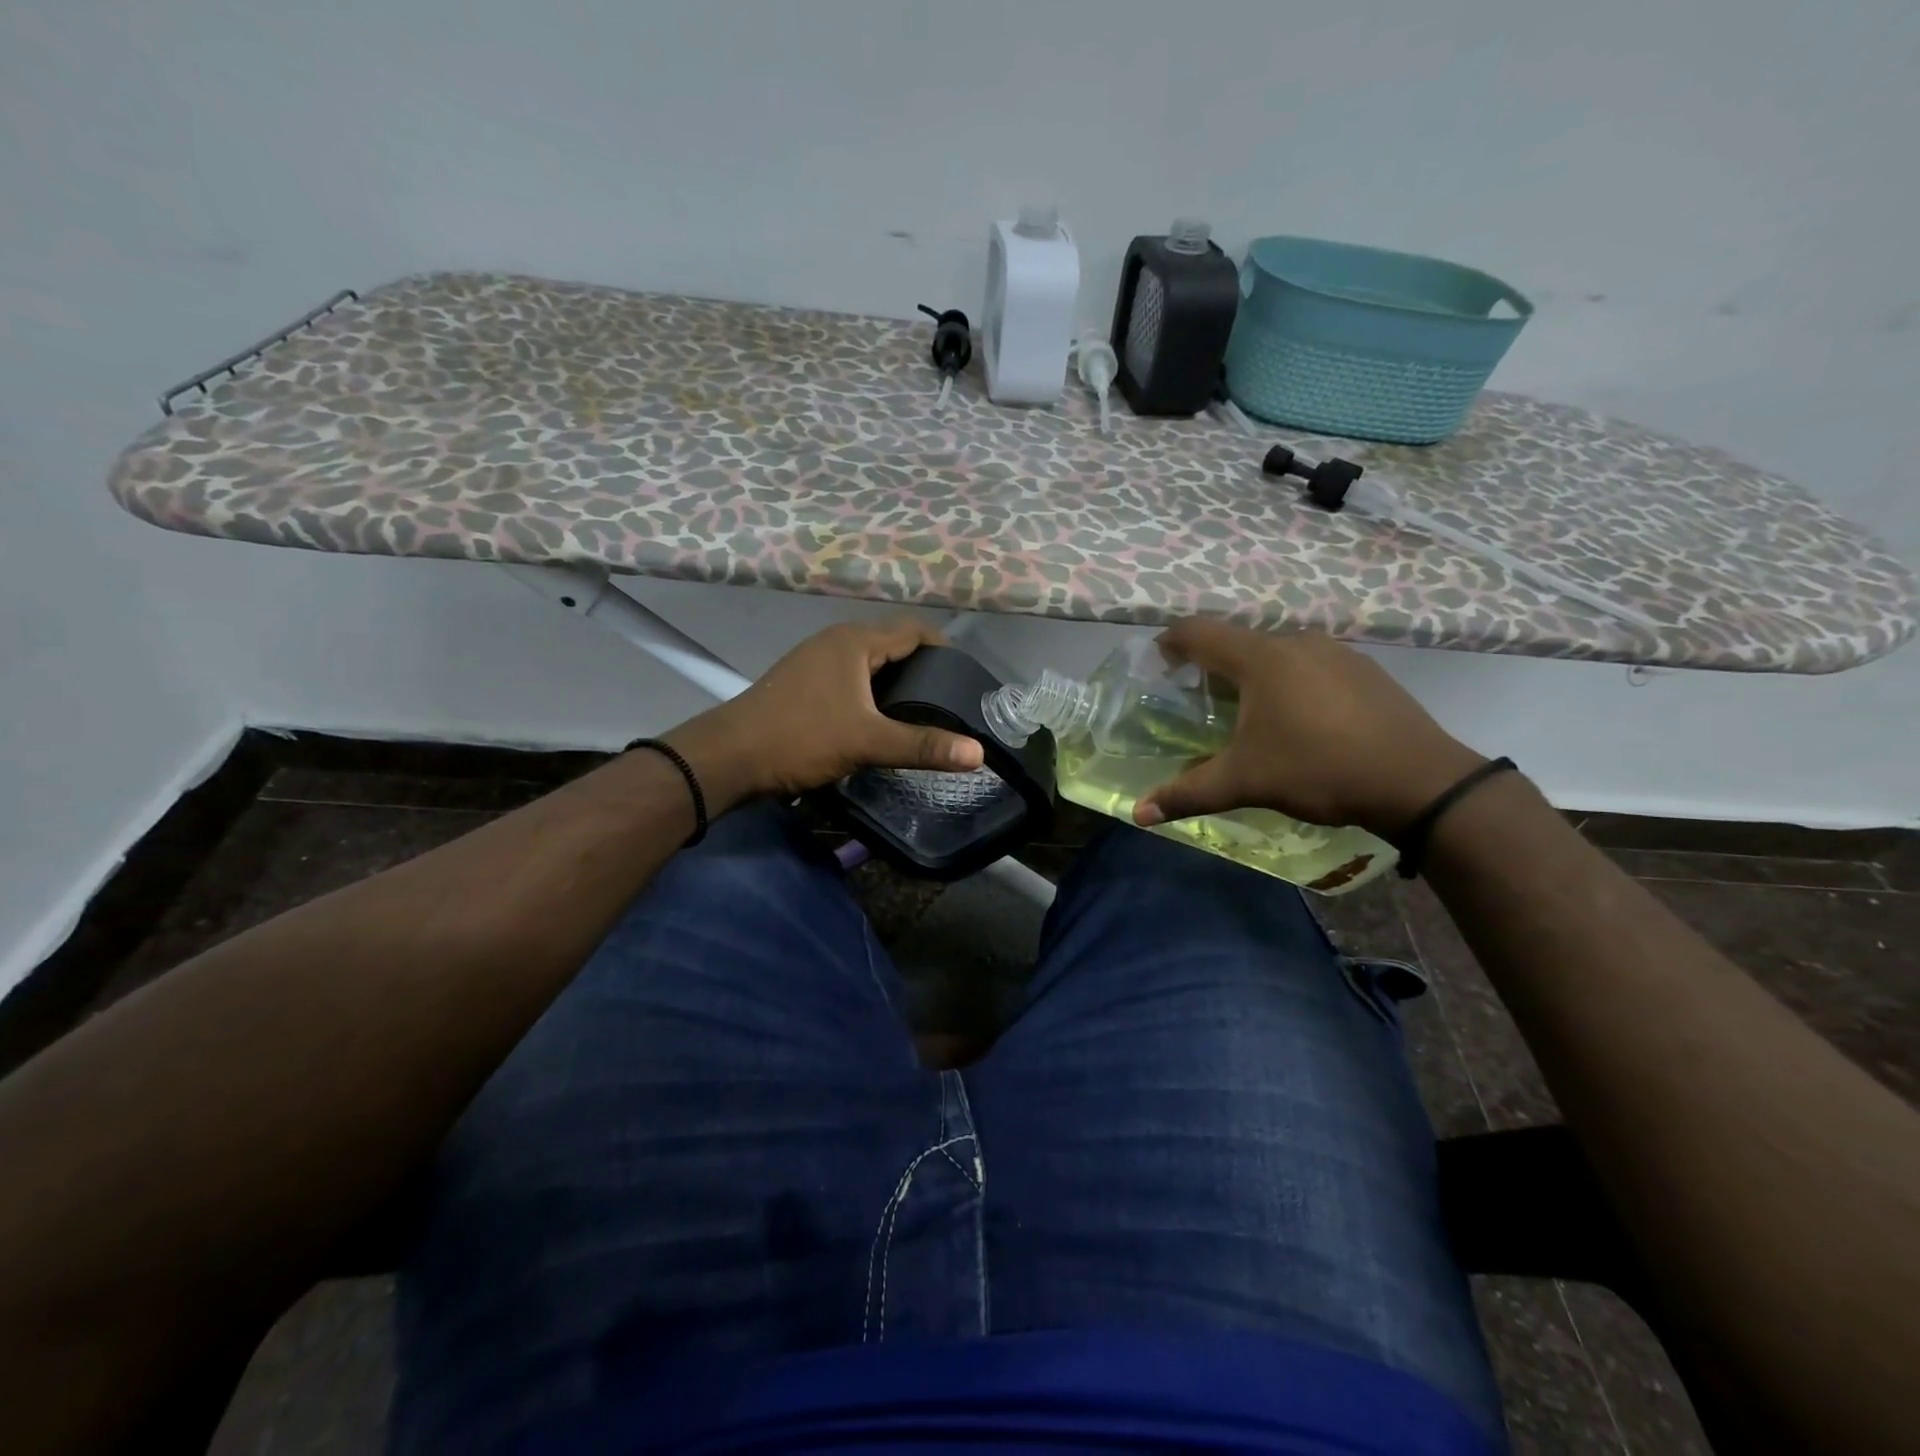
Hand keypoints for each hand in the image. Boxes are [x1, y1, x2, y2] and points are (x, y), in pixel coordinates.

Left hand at [663, 618, 983, 810]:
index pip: (912, 630)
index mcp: (855, 642)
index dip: (943, 647)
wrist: (728, 757)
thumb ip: (922, 745)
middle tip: (949, 697)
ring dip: (894, 680)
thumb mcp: (867, 742)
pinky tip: (879, 718)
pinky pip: (849, 677)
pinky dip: (871, 691)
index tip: (966, 675)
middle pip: (891, 644)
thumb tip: (978, 753)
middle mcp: (835, 642)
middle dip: (921, 666)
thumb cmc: (801, 738)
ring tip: (922, 710)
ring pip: (868, 662)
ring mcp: (814, 661)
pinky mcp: (802, 683)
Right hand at [1134, 620, 1484, 837]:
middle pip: (1238, 642)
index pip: (1199, 632)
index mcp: (1259, 658)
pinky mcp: (1365, 669)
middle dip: (1213, 665)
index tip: (1158, 661)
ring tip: (1250, 712)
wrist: (1419, 780)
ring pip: (1278, 653)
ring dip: (1255, 674)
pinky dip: (1292, 681)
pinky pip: (1311, 665)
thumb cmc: (1319, 770)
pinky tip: (1301, 719)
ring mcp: (1336, 652)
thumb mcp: (1245, 782)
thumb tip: (1138, 813)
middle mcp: (1295, 642)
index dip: (1171, 642)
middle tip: (1200, 699)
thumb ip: (1188, 793)